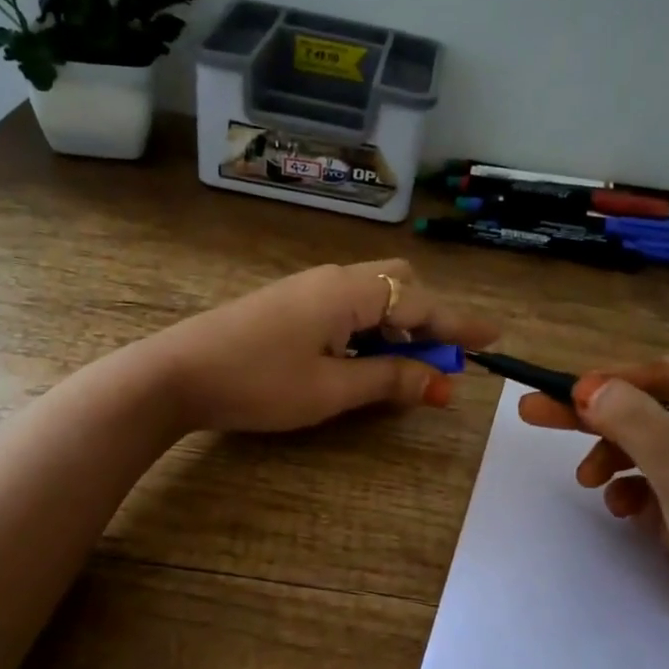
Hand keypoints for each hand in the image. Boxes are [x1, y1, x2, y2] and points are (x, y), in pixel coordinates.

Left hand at [140, 260, 499, 434]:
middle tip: (438, 362)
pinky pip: (345, 310)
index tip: (493, 337)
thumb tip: (435, 380)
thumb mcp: (330, 389)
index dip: (458, 324)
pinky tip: (363, 362)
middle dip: (426, 320)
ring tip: (406, 372)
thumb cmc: (257, 382)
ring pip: (371, 298)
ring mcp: (306, 291)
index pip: (420, 303)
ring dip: (397, 329)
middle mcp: (332, 280)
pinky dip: (368, 332)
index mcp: (348, 292)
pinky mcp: (288, 306)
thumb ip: (388, 379)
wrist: (175, 374)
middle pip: (398, 285)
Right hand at [519, 357, 668, 668]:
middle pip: (656, 413)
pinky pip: (650, 491)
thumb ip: (641, 428)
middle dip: (602, 416)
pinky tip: (620, 512)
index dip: (632, 377)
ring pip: (647, 452)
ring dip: (612, 458)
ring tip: (587, 480)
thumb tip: (587, 387)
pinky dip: (628, 494)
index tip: (580, 392)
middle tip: (538, 413)